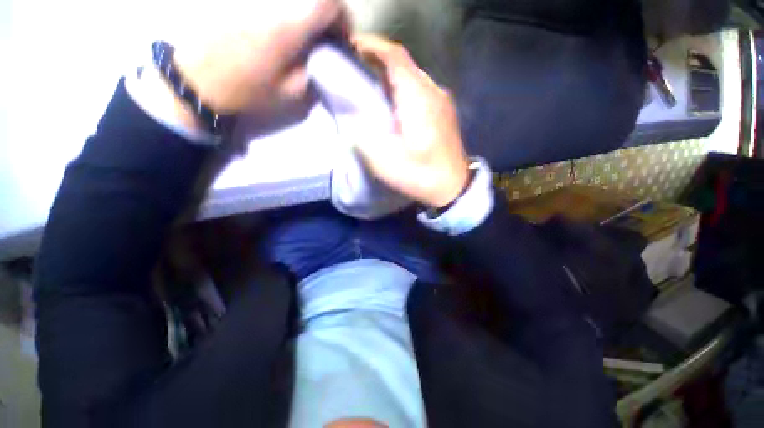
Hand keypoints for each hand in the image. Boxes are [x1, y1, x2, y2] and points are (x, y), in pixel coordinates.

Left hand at [169, 0, 347, 116]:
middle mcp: (273, 0)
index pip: (329, 3)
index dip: (344, 18)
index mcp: (289, 26)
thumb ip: (312, 73)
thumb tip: (322, 59)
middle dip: (327, 11)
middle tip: (326, 32)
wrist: (194, 77)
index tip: (343, 36)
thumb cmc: (244, 88)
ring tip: (304, 28)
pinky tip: (281, 20)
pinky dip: (285, 6)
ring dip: (306, 8)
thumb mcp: (288, 94)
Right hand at [351, 35, 469, 207]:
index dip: (372, 46)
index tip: (350, 48)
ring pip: (411, 77)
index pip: (395, 56)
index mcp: (418, 98)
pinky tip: (392, 106)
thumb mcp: (387, 163)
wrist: (453, 187)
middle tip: (354, 71)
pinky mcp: (444, 111)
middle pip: (403, 64)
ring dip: (389, 77)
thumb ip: (364, 138)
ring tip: (369, 88)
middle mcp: (432, 91)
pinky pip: (419, 90)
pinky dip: (402, 90)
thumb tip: (350, 117)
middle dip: (377, 62)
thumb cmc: (421, 176)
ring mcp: (441, 100)